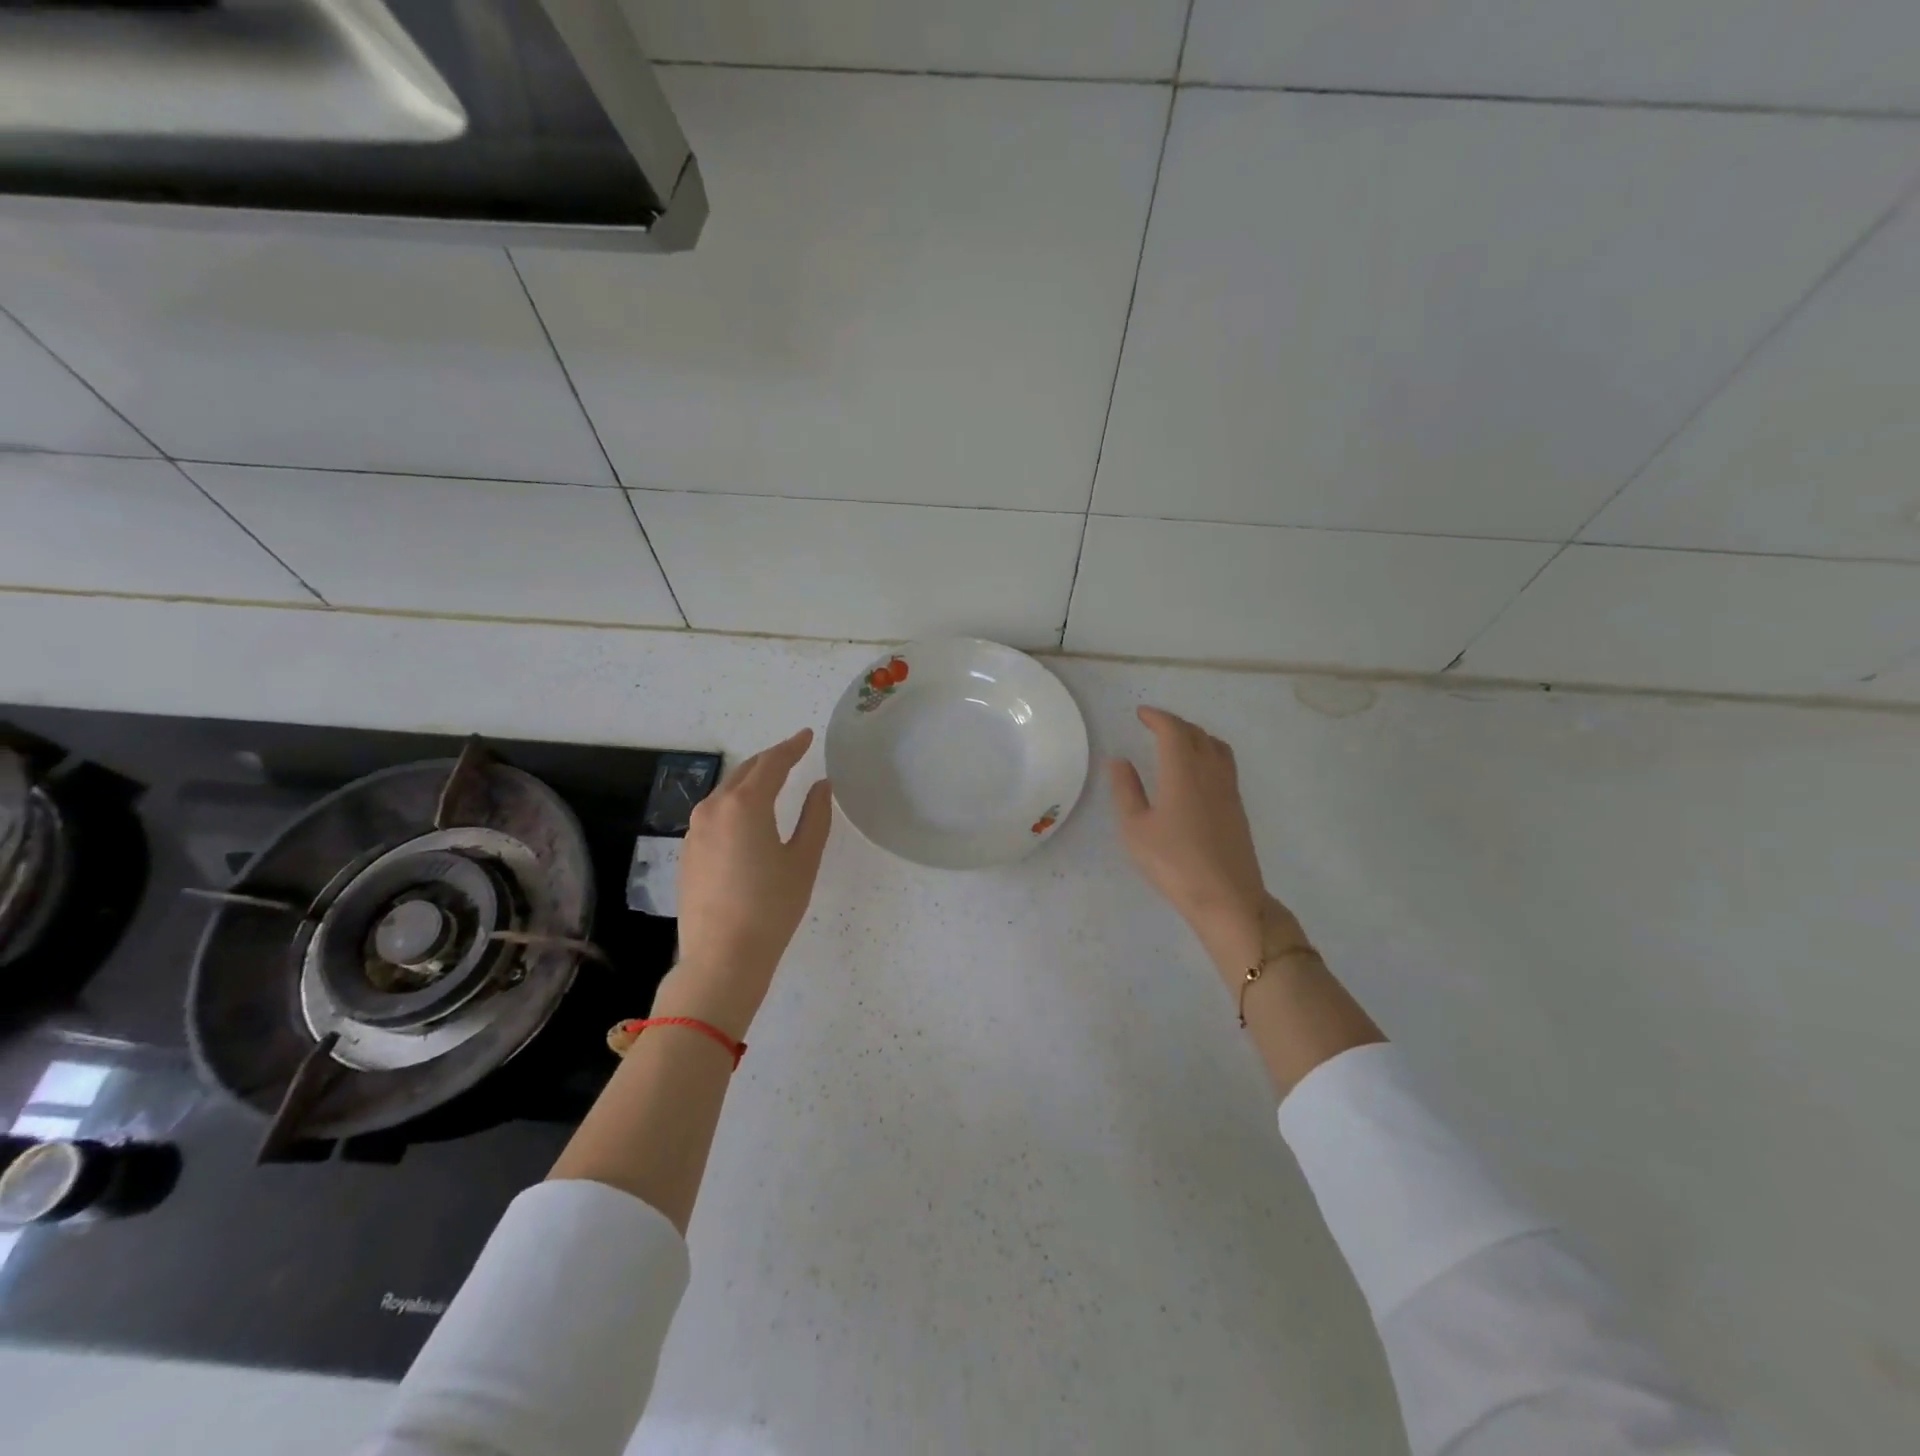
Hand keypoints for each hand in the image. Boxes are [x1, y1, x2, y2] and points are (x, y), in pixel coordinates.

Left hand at [658, 728, 832, 1037]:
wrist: (722, 957)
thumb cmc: (772, 907)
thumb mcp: (804, 860)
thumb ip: (815, 816)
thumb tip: (821, 786)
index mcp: (745, 804)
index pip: (772, 763)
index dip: (793, 747)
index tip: (807, 736)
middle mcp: (714, 808)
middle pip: (745, 772)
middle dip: (770, 760)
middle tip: (793, 754)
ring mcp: (694, 830)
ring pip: (726, 792)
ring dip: (750, 781)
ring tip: (772, 781)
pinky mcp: (687, 851)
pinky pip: (714, 814)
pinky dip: (734, 804)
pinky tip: (747, 817)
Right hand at [1109, 708, 1298, 974]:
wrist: (1226, 897)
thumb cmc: (1174, 863)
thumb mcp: (1136, 829)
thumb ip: (1127, 790)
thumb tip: (1120, 761)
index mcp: (1183, 771)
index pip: (1173, 730)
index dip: (1157, 717)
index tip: (1141, 714)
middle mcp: (1210, 772)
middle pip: (1196, 733)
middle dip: (1174, 723)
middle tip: (1154, 725)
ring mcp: (1228, 789)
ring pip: (1216, 746)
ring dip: (1195, 735)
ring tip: (1178, 742)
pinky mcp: (1237, 807)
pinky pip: (1224, 763)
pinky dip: (1208, 752)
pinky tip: (1196, 772)